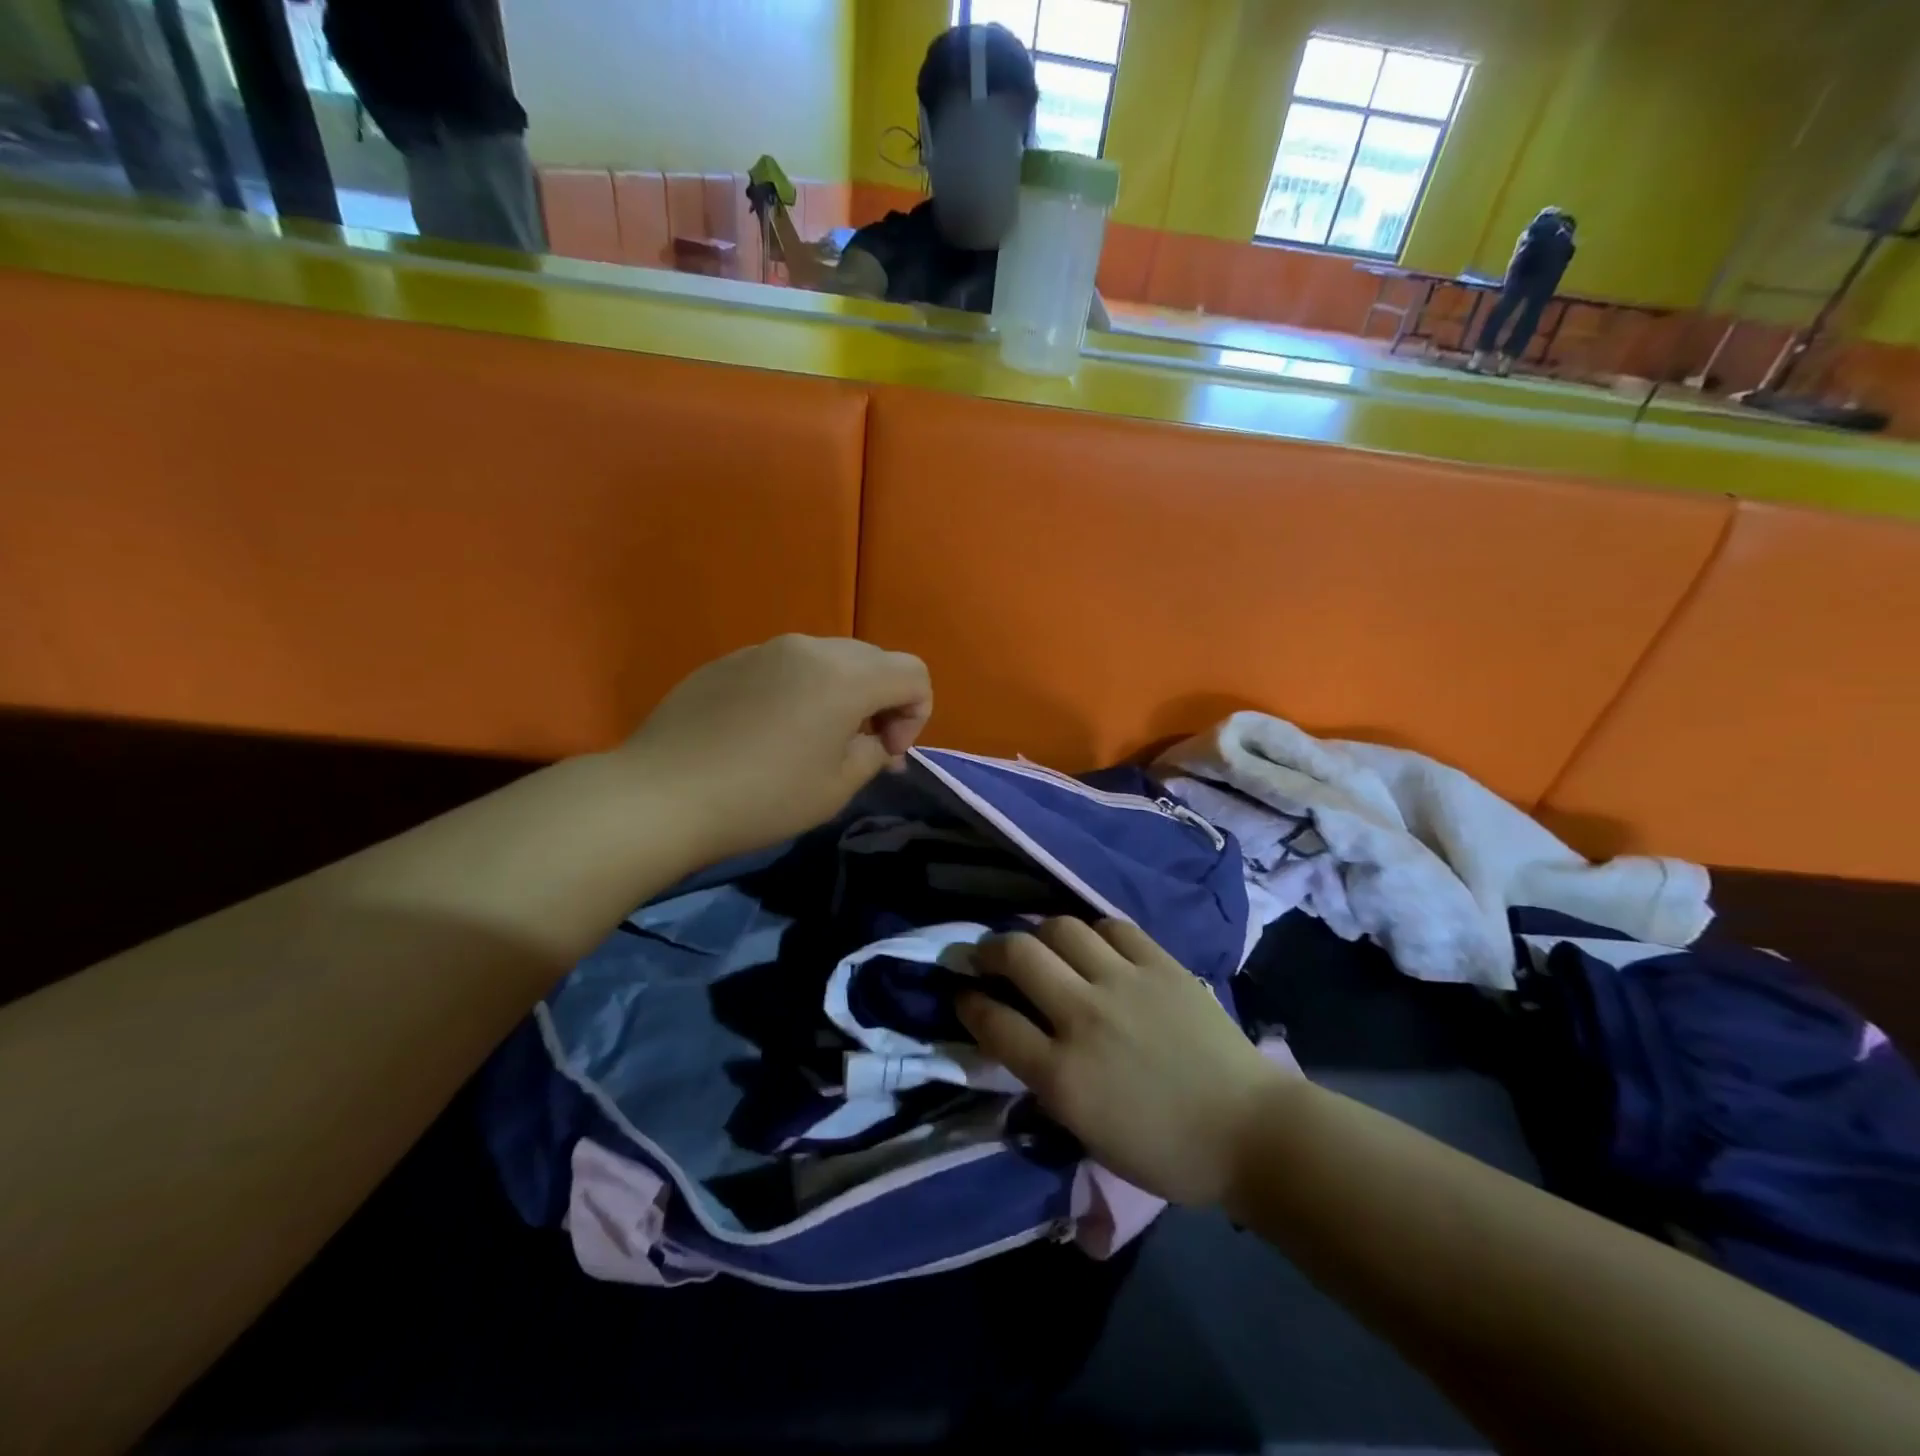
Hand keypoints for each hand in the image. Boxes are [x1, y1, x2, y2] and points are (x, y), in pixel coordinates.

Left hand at [620, 635, 931, 864]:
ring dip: (840, 693)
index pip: (913, 673)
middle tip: (859, 747)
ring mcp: (764, 648)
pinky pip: (785, 665)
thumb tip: (878, 741)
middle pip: (873, 659)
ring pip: (828, 659)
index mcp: (845, 676)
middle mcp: (809, 648)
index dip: (916, 714)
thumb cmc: (762, 798)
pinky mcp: (730, 659)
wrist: (662, 795)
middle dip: (881, 701)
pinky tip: (767, 732)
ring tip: (813, 739)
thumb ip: (874, 753)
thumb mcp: (837, 787)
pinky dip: (798, 690)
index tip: (886, 753)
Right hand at [959, 918, 1296, 1206]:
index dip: (967, 1002)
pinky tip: (1092, 944)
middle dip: (989, 949)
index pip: (993, 1021)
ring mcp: (1124, 983)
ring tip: (1040, 944)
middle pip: (1017, 956)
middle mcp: (1084, 1017)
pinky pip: (1112, 927)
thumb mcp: (1088, 1133)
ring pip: (1061, 928)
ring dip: (1038, 933)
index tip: (961, 993)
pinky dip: (1093, 932)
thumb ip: (1046, 1082)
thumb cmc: (1166, 1150)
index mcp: (1063, 1074)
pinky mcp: (1160, 964)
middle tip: (987, 956)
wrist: (1248, 1130)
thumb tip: (1019, 1039)